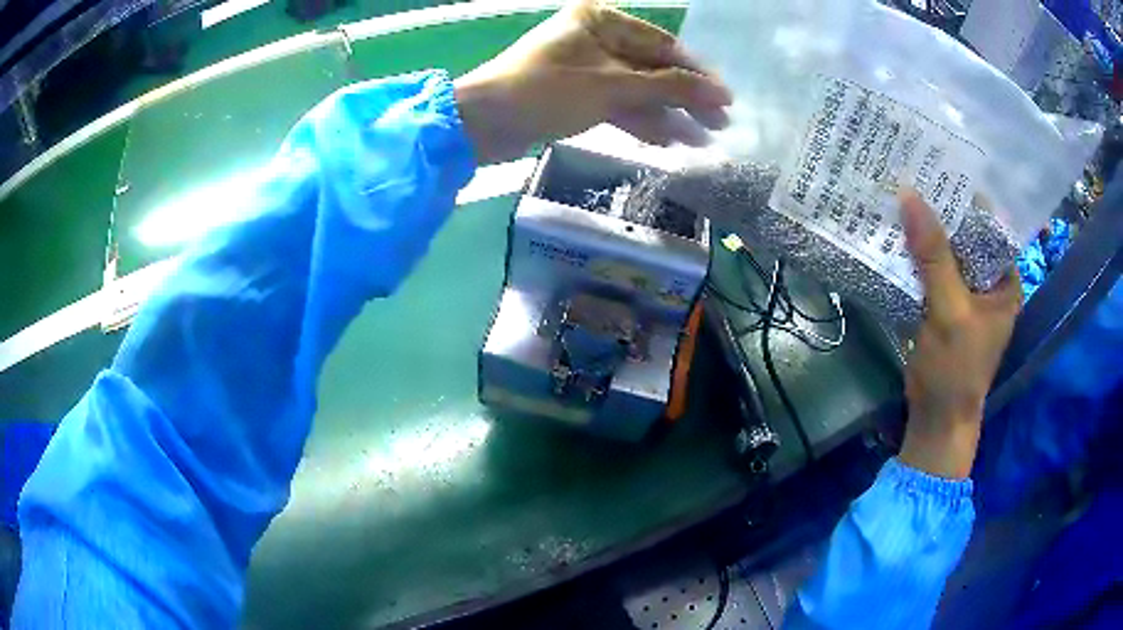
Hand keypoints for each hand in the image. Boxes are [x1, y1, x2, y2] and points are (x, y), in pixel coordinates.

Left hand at [454, 0, 731, 162]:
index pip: (662, 44)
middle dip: (684, 98)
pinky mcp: (576, 95)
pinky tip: (668, 141)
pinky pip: (617, 105)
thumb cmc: (546, 91)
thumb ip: (669, 88)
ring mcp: (586, 67)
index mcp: (601, 20)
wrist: (484, 124)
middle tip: (720, 125)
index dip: (696, 73)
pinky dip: (640, 122)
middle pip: (652, 68)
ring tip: (701, 141)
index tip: (725, 99)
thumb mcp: (613, 86)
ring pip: (636, 90)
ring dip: (667, 115)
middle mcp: (595, 38)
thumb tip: (720, 95)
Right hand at [898, 190, 1022, 478]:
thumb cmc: (956, 370)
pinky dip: (913, 255)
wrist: (936, 419)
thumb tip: (909, 194)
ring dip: (923, 231)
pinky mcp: (942, 304)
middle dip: (939, 211)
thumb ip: (934, 256)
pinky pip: (928, 270)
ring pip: (943, 250)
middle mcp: (987, 281)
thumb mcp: (950, 311)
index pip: (987, 225)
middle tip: (909, 173)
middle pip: (963, 235)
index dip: (964, 197)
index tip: (935, 166)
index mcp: (1003, 280)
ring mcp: (963, 293)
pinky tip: (892, 234)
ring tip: (895, 195)